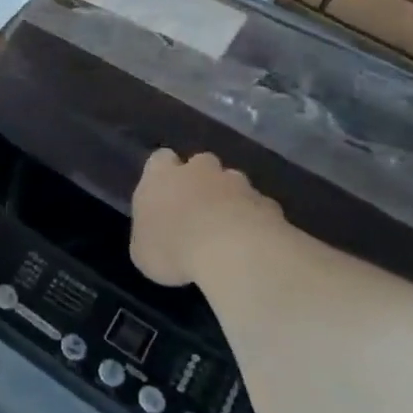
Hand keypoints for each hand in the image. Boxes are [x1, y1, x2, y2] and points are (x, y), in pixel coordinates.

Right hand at [130, 149, 287, 286]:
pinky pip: (260, 208)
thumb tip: (155, 237)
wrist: (234, 253)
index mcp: (161, 176)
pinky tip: (253, 244)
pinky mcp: (268, 204)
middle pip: (201, 163)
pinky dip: (256, 220)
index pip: (160, 159)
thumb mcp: (144, 253)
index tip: (164, 193)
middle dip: (202, 180)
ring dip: (230, 199)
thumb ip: (149, 236)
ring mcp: (237, 184)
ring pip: (234, 182)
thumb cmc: (174, 249)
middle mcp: (198, 171)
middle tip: (198, 207)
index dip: (163, 173)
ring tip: (229, 229)